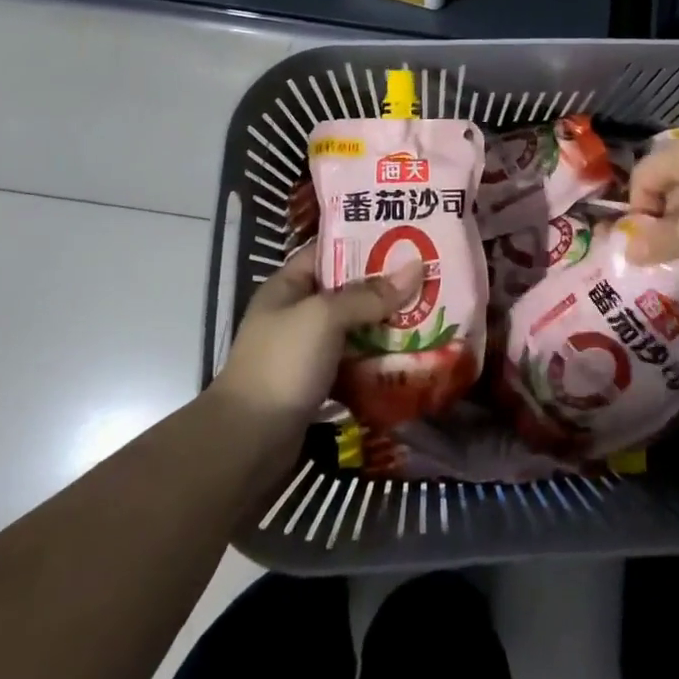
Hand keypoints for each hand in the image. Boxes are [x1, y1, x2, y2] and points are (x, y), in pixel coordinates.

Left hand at [214, 245, 422, 428]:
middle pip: (348, 290)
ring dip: (386, 323)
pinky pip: (355, 361)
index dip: (364, 241)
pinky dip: (378, 358)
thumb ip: (369, 295)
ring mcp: (307, 350)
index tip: (405, 236)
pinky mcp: (319, 383)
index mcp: (289, 286)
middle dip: (385, 285)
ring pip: (355, 327)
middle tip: (429, 273)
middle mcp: (297, 313)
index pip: (329, 251)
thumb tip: (416, 267)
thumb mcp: (324, 317)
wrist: (248, 442)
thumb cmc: (282, 363)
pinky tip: (411, 353)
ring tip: (430, 310)